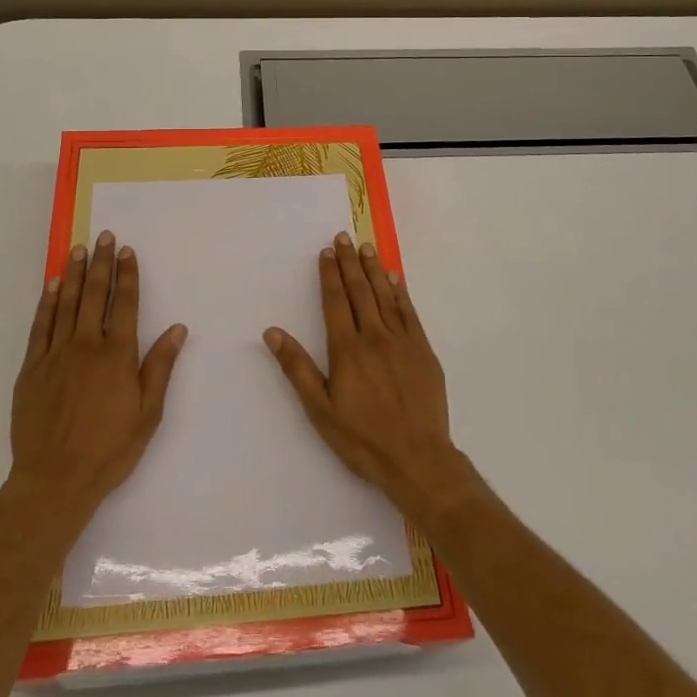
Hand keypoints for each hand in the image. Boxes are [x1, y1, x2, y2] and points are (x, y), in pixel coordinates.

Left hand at [8, 231, 187, 522]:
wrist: (54, 481)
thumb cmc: (109, 450)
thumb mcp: (148, 413)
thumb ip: (160, 367)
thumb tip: (177, 329)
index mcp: (117, 356)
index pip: (125, 304)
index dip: (127, 275)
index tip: (127, 251)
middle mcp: (87, 346)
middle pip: (95, 295)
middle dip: (101, 263)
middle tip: (103, 237)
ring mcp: (56, 355)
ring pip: (67, 303)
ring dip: (74, 273)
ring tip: (79, 249)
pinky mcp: (32, 368)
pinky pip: (40, 325)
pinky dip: (47, 302)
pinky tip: (52, 285)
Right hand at [263, 232, 468, 516]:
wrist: (418, 459)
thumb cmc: (362, 438)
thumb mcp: (320, 409)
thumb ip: (297, 368)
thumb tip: (273, 332)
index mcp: (347, 349)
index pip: (336, 301)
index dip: (330, 275)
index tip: (327, 252)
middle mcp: (375, 337)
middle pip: (360, 291)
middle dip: (350, 263)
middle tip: (344, 237)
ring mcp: (402, 342)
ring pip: (385, 296)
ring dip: (373, 270)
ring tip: (366, 248)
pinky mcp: (423, 351)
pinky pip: (409, 313)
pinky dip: (400, 293)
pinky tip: (395, 279)